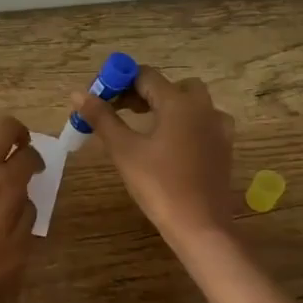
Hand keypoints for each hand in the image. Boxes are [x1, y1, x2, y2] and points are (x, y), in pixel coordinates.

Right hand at [71, 66, 236, 247]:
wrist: (200, 226)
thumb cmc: (159, 185)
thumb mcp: (124, 150)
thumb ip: (102, 118)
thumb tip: (78, 94)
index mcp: (179, 102)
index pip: (145, 76)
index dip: (120, 82)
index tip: (101, 98)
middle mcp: (203, 107)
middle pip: (170, 86)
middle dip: (143, 93)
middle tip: (119, 111)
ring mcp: (218, 127)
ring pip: (190, 103)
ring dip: (165, 106)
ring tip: (142, 127)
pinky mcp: (224, 147)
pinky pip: (201, 123)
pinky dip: (182, 124)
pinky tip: (168, 144)